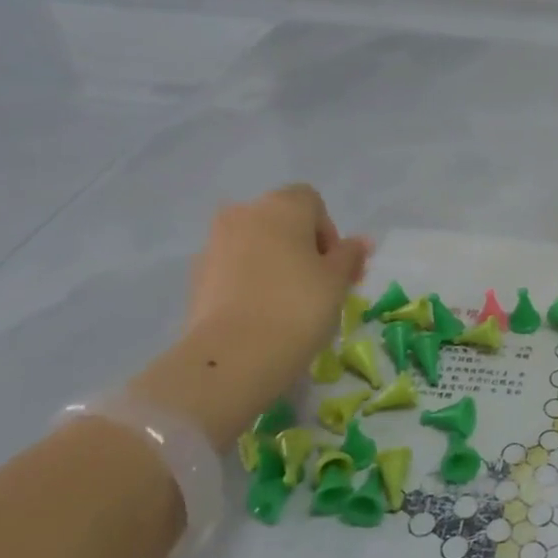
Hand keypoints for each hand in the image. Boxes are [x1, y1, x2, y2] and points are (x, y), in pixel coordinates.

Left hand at [186, 184, 370, 375]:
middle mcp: (244, 214)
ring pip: (255, 245)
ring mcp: (215, 243)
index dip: (329, 232)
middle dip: (301, 247)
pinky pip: (233, 268)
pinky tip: (262, 313)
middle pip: (281, 221)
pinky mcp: (197, 276)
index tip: (336, 267)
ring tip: (289, 303)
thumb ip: (350, 255)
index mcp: (282, 206)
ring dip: (274, 263)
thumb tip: (361, 242)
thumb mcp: (338, 280)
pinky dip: (249, 282)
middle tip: (318, 285)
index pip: (312, 202)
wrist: (234, 355)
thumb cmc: (299, 306)